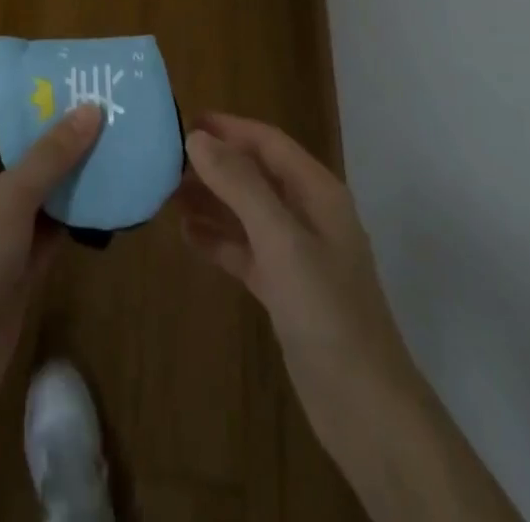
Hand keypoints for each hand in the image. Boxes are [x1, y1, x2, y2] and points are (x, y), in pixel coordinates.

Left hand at [0, 103, 102, 423]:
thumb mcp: (10, 197)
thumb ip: (52, 154)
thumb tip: (91, 109)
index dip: (30, 103)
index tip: (73, 87)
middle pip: (15, 153)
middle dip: (55, 139)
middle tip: (103, 114)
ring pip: (32, 192)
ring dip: (66, 177)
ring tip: (113, 147)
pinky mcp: (10, 264)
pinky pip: (42, 228)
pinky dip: (68, 215)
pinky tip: (105, 197)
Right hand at [179, 114, 409, 446]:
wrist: (365, 408)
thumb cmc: (326, 310)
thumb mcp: (280, 239)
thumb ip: (239, 184)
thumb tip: (197, 138)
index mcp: (317, 192)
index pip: (268, 142)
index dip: (228, 128)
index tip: (182, 121)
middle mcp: (308, 215)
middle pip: (255, 174)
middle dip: (214, 164)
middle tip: (164, 159)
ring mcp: (297, 254)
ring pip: (246, 211)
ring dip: (211, 199)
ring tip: (165, 192)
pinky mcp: (284, 289)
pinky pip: (244, 249)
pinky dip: (217, 239)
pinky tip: (185, 235)